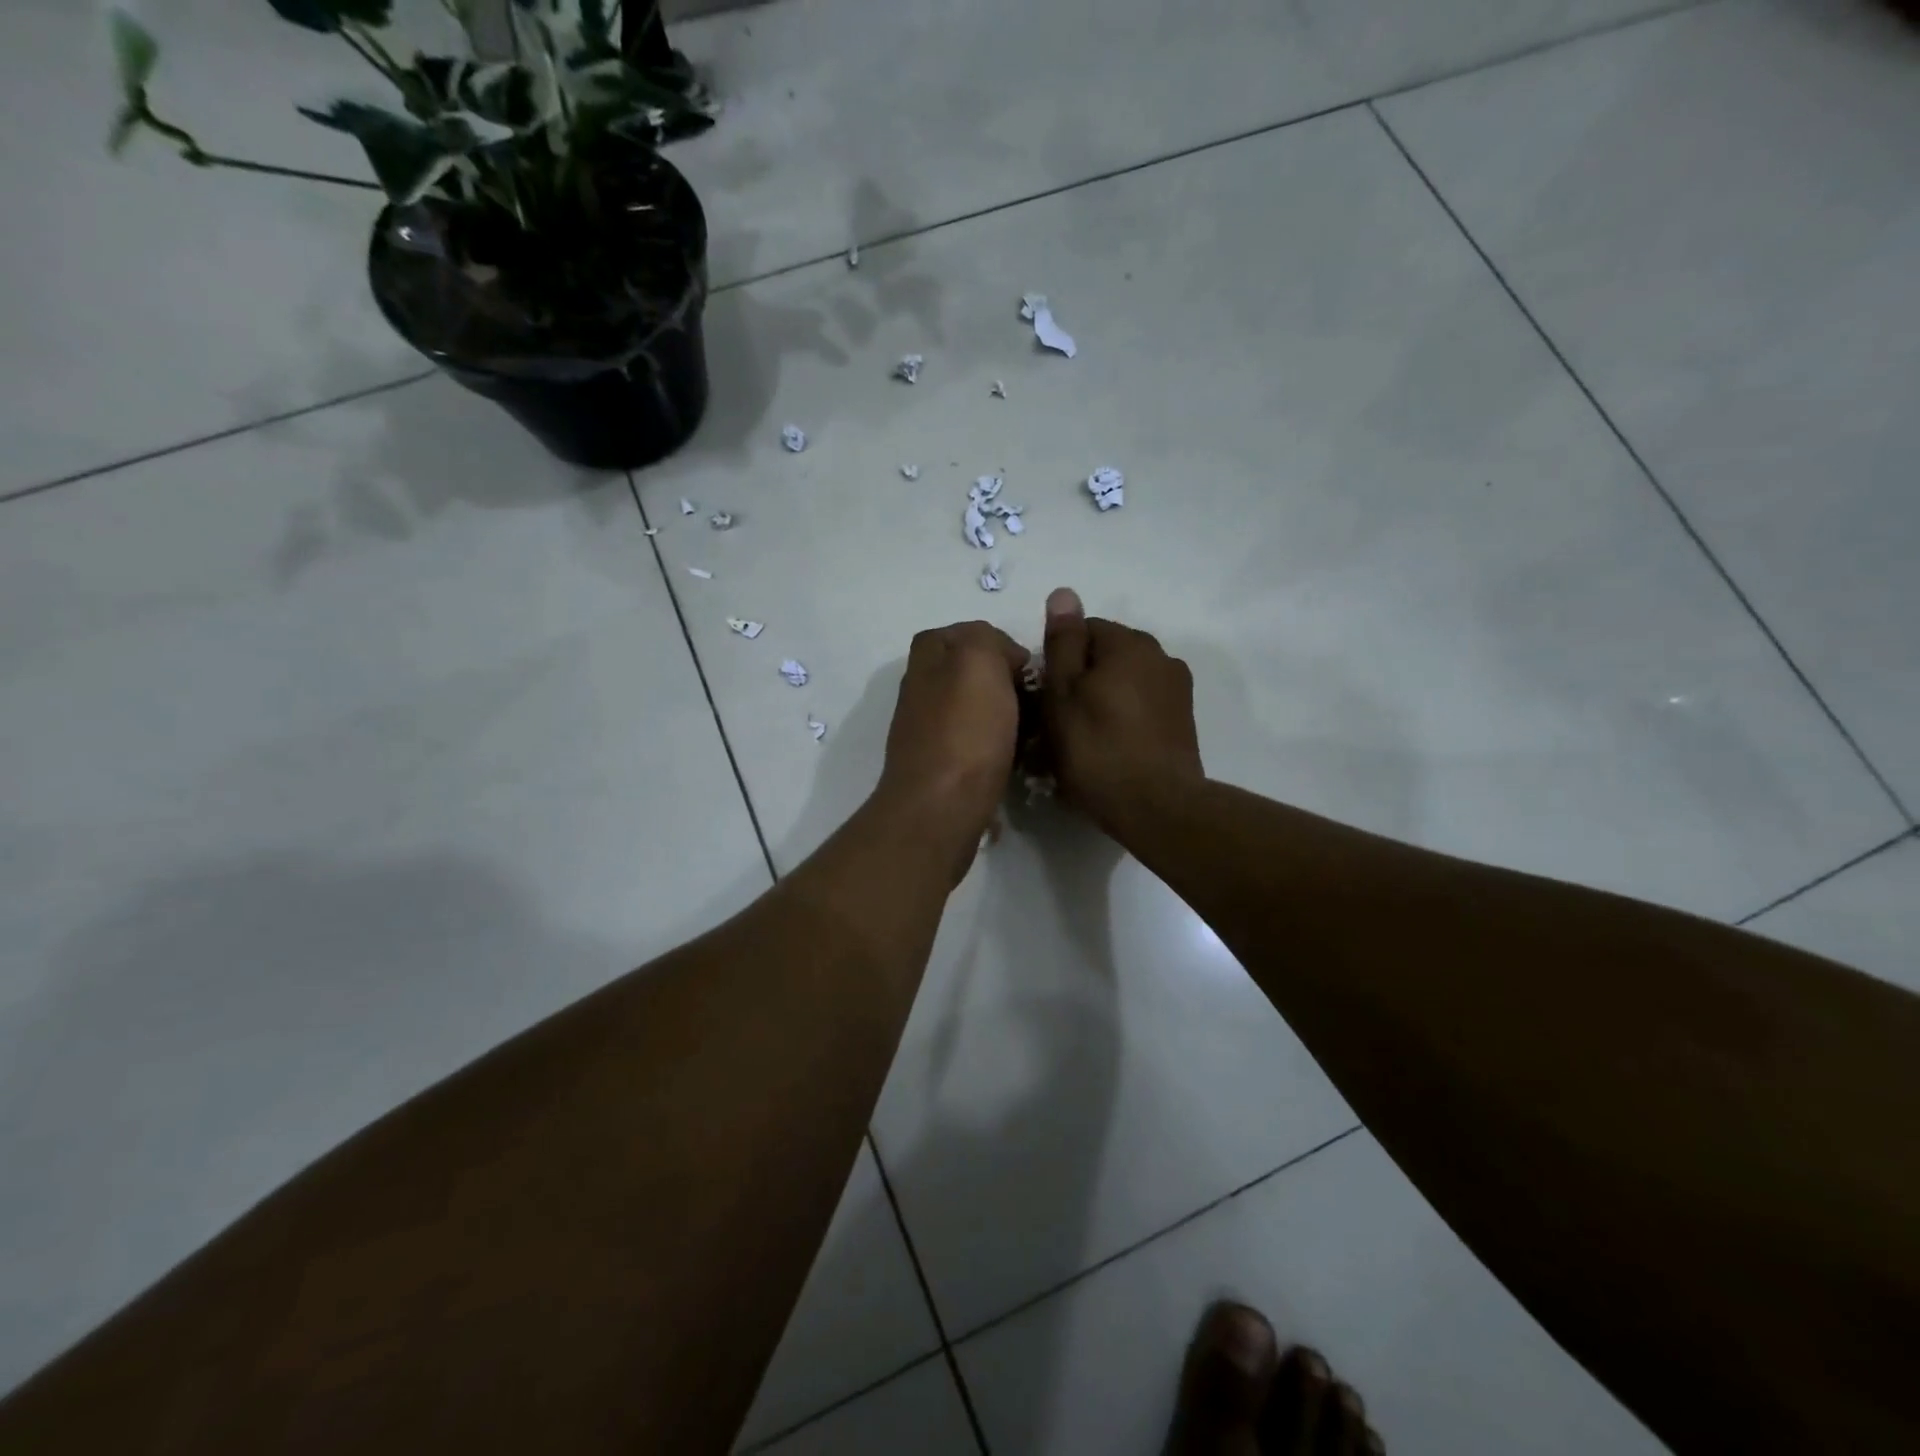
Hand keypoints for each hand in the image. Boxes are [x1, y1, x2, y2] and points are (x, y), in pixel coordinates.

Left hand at [874, 620, 1030, 876]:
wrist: (940, 810)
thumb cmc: (964, 732)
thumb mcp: (978, 660)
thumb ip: (988, 639)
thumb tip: (1003, 659)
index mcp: (926, 657)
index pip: (971, 633)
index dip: (1004, 645)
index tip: (1029, 669)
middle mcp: (922, 688)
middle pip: (976, 673)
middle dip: (1008, 684)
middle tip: (1038, 701)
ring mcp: (929, 728)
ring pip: (980, 709)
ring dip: (1009, 718)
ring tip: (1035, 732)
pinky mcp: (942, 765)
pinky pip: (979, 745)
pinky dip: (1000, 748)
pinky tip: (1018, 760)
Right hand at [1041, 587, 1202, 832]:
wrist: (1156, 807)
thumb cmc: (1097, 748)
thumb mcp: (1063, 693)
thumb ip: (1063, 642)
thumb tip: (1064, 593)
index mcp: (1130, 643)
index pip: (1084, 630)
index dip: (1060, 661)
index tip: (1048, 696)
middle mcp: (1161, 656)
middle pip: (1107, 656)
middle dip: (1083, 679)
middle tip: (1060, 721)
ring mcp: (1177, 690)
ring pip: (1125, 682)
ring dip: (1104, 699)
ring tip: (1085, 739)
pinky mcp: (1183, 721)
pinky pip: (1143, 706)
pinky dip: (1125, 718)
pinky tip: (1112, 747)